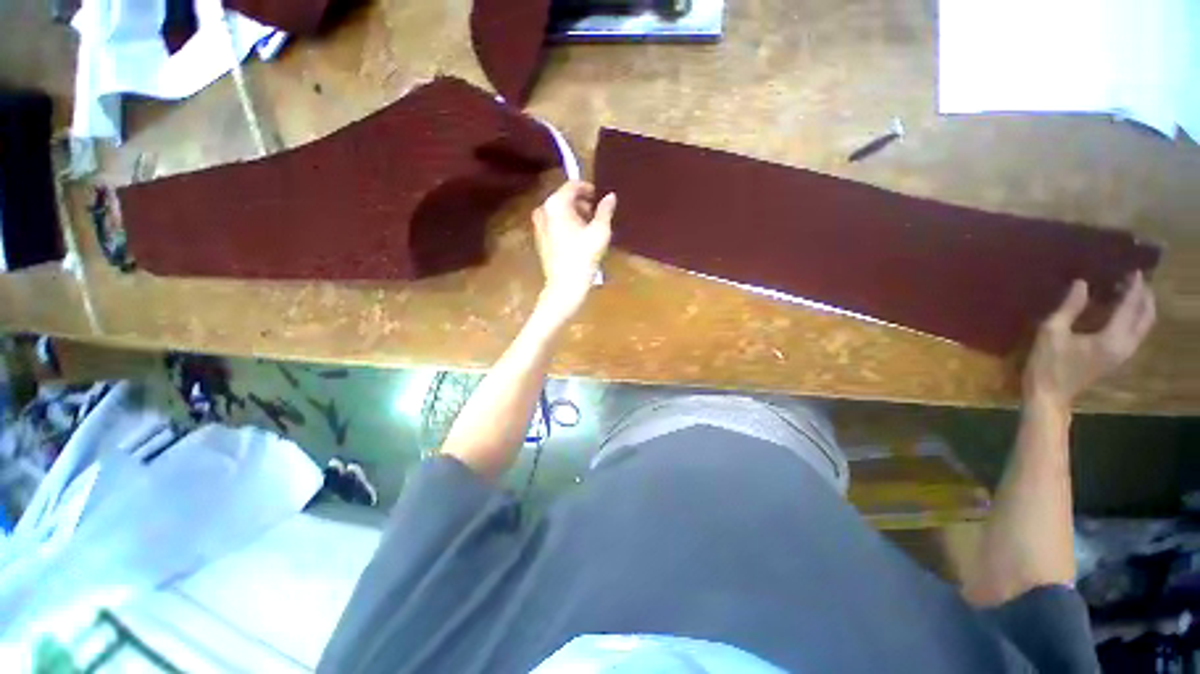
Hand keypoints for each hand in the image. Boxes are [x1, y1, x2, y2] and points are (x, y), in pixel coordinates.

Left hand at [532, 181, 615, 323]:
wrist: (565, 286)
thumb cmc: (584, 257)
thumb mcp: (600, 231)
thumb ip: (605, 210)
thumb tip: (610, 196)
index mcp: (556, 204)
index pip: (572, 185)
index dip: (587, 188)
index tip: (598, 196)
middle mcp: (543, 210)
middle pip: (564, 198)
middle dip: (581, 203)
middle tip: (596, 214)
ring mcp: (539, 225)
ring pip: (559, 212)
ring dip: (574, 214)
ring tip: (589, 228)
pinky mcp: (539, 239)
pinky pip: (554, 224)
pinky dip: (566, 225)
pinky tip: (578, 239)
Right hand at [1023, 273, 1155, 411]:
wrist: (1050, 396)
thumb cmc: (1048, 364)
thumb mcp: (1051, 333)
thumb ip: (1069, 308)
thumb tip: (1082, 283)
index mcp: (1112, 338)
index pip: (1130, 306)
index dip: (1134, 287)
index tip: (1134, 270)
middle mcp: (1125, 345)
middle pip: (1145, 317)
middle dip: (1144, 297)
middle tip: (1136, 280)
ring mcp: (1122, 354)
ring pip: (1143, 327)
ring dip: (1141, 308)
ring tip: (1130, 293)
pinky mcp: (1116, 358)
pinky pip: (1134, 334)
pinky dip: (1134, 319)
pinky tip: (1121, 313)